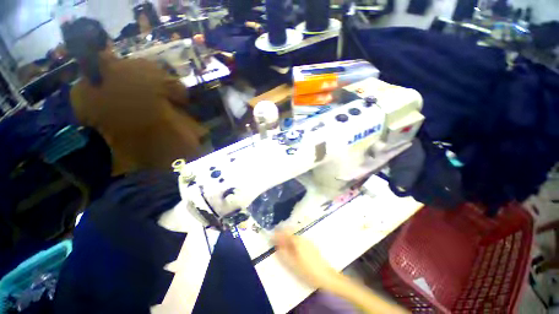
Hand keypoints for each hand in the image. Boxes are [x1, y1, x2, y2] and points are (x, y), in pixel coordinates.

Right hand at [273, 230, 340, 289]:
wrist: (326, 275)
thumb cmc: (308, 270)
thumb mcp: (293, 264)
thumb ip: (283, 253)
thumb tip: (277, 245)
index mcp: (297, 241)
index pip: (285, 233)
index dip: (277, 234)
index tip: (271, 236)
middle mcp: (302, 238)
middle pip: (290, 233)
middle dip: (282, 235)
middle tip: (275, 240)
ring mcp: (307, 241)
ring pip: (294, 236)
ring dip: (287, 238)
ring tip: (282, 244)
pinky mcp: (310, 245)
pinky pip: (298, 240)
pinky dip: (292, 241)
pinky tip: (291, 248)